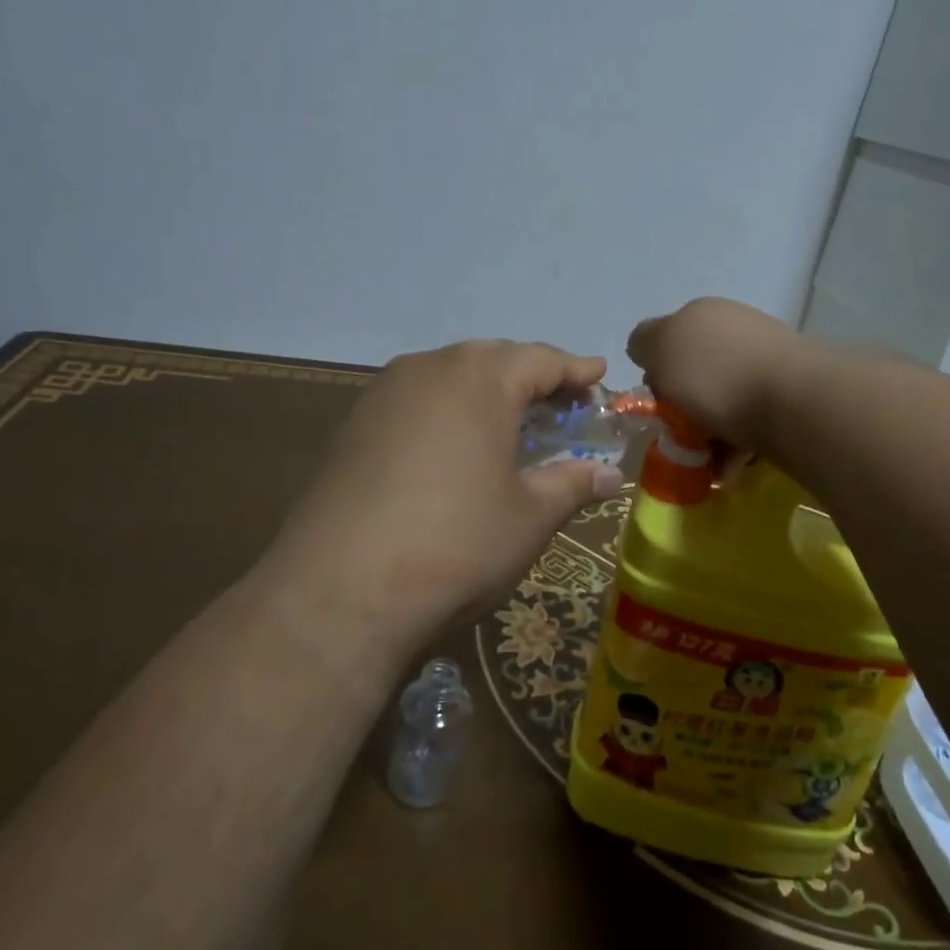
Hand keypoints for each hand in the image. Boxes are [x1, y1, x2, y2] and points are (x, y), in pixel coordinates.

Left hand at [261, 341, 624, 651]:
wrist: (339, 590)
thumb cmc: (457, 542)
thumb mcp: (530, 516)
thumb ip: (573, 484)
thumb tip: (610, 475)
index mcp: (479, 377)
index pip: (541, 359)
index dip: (576, 369)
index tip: (599, 375)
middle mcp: (428, 368)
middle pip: (493, 360)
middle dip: (531, 379)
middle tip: (561, 407)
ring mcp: (383, 394)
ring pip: (449, 378)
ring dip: (486, 394)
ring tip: (510, 427)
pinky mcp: (353, 425)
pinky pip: (416, 402)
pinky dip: (447, 413)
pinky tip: (454, 450)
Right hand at [626, 297, 807, 450]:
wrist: (794, 402)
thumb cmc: (715, 374)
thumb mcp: (660, 348)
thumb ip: (644, 343)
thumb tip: (647, 347)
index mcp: (703, 314)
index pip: (666, 339)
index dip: (656, 372)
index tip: (656, 402)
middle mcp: (735, 329)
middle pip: (695, 372)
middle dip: (683, 406)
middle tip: (678, 434)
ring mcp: (766, 360)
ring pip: (722, 399)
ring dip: (708, 431)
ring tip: (705, 461)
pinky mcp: (789, 395)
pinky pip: (750, 420)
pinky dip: (735, 444)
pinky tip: (730, 466)